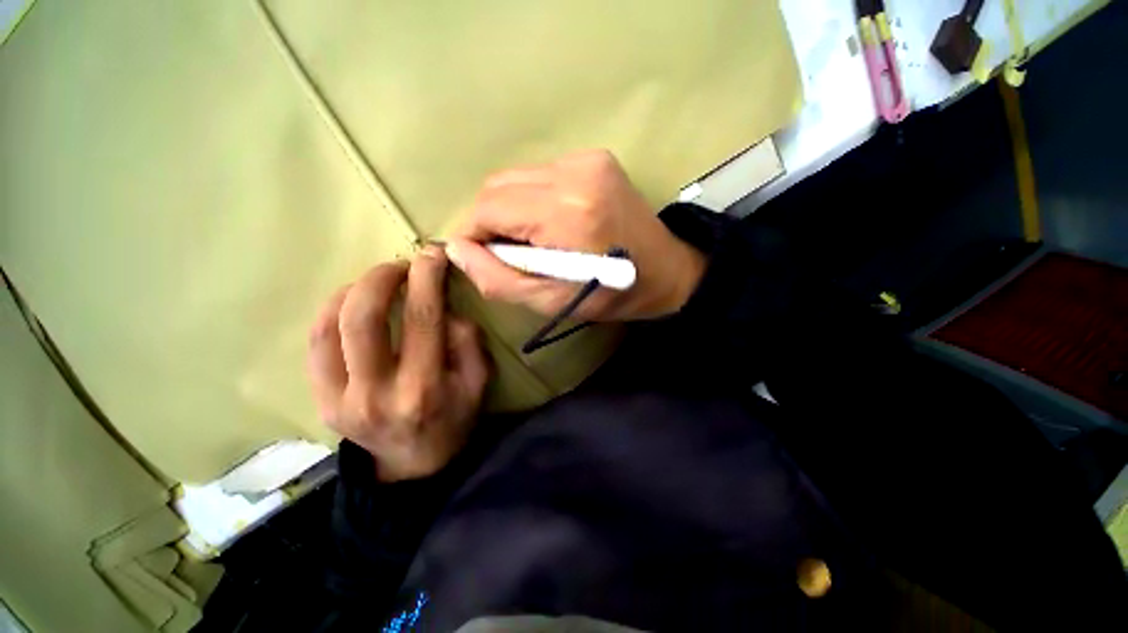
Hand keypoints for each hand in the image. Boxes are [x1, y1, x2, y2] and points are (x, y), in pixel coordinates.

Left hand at [307, 247, 489, 481]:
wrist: (413, 464)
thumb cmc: (454, 419)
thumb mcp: (479, 381)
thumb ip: (468, 341)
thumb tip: (444, 309)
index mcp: (423, 387)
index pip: (422, 318)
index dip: (427, 278)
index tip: (433, 254)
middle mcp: (376, 392)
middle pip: (363, 318)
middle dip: (381, 277)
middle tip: (401, 266)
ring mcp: (339, 399)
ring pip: (329, 327)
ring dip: (352, 290)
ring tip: (377, 281)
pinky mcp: (321, 401)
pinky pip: (314, 345)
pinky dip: (330, 312)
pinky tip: (350, 303)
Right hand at [446, 150, 706, 321]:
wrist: (666, 271)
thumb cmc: (610, 295)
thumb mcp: (550, 302)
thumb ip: (498, 279)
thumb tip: (457, 248)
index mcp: (567, 213)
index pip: (489, 207)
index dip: (475, 233)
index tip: (484, 257)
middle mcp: (575, 173)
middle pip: (498, 185)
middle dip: (491, 221)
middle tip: (512, 252)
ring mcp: (587, 159)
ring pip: (517, 177)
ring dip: (512, 210)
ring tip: (535, 240)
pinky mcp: (594, 157)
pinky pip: (541, 174)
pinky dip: (534, 199)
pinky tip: (553, 222)